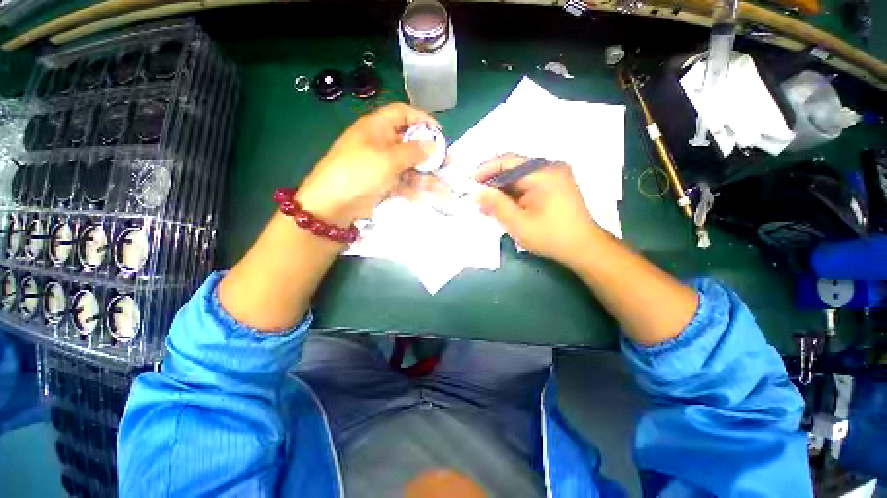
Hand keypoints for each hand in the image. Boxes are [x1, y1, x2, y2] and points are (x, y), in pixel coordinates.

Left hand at [295, 103, 439, 224]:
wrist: (333, 205)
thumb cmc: (360, 172)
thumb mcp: (388, 159)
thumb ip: (414, 152)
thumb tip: (434, 146)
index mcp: (377, 128)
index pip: (402, 114)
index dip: (422, 120)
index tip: (439, 134)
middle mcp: (380, 144)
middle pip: (410, 143)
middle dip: (429, 154)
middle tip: (447, 163)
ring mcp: (382, 166)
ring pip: (409, 167)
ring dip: (426, 177)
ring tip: (444, 188)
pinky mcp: (382, 184)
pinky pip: (403, 183)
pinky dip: (414, 190)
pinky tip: (426, 197)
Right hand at [474, 153, 601, 265]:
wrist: (584, 248)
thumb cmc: (550, 236)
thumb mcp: (518, 223)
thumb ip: (496, 204)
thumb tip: (476, 191)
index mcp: (542, 173)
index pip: (507, 162)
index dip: (486, 170)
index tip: (470, 182)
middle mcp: (550, 168)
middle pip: (513, 168)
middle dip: (493, 181)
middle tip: (477, 196)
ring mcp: (554, 176)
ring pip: (520, 177)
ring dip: (502, 189)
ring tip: (487, 205)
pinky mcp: (555, 186)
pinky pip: (529, 184)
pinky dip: (514, 194)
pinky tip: (503, 206)